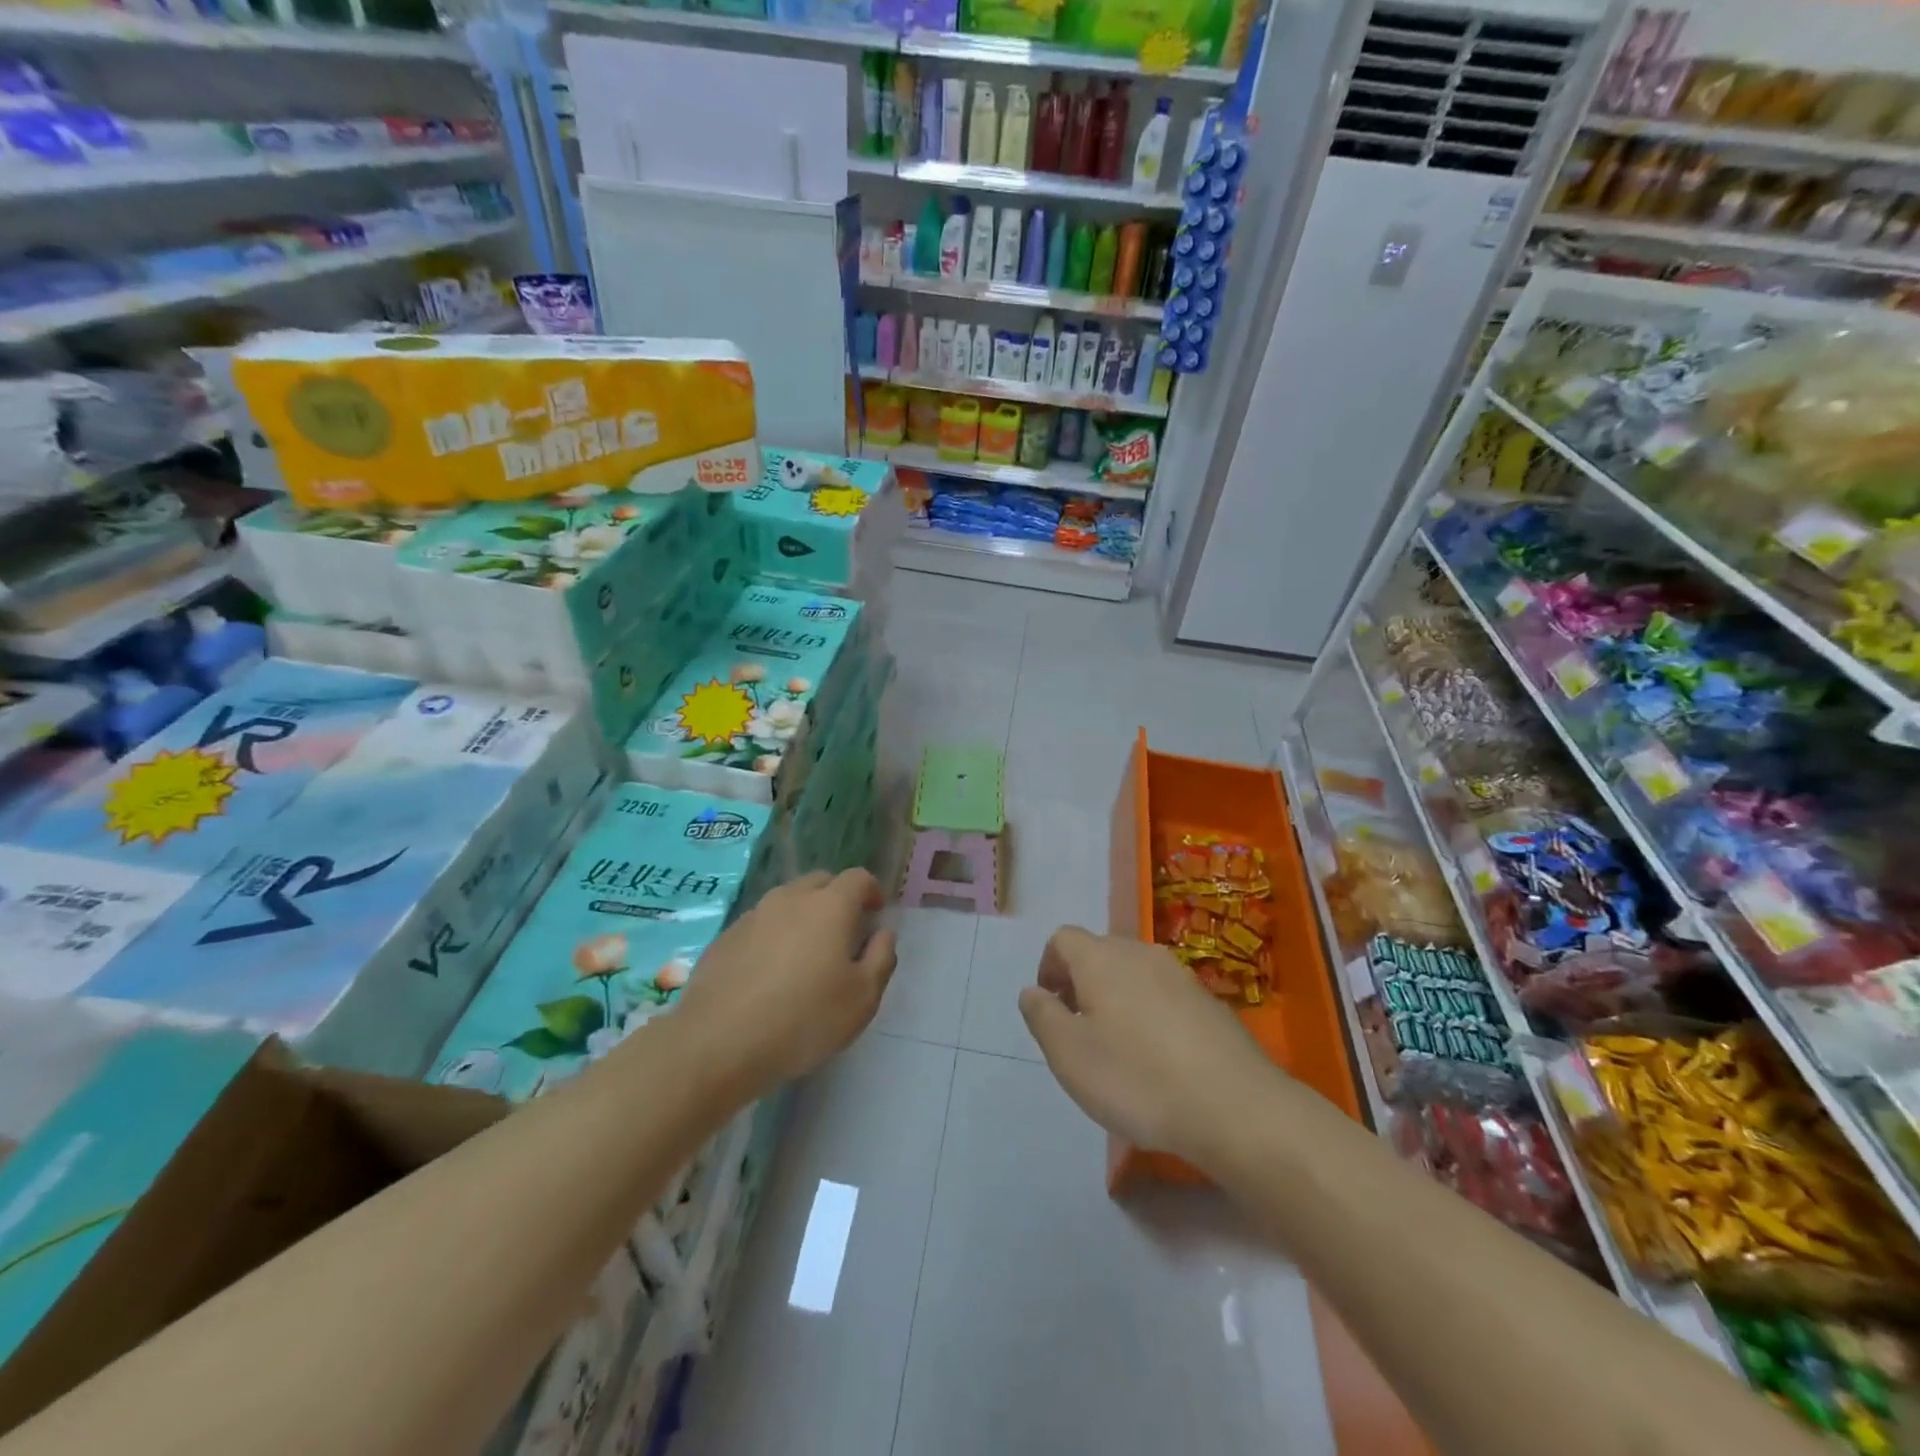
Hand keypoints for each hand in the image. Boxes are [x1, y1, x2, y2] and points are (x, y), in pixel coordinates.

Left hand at [675, 869, 896, 1093]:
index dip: (872, 891)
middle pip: (821, 881)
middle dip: (837, 898)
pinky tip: (770, 971)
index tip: (875, 914)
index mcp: (830, 906)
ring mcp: (753, 915)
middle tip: (844, 933)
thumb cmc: (803, 1020)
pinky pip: (760, 923)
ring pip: (787, 900)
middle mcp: (791, 898)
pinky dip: (774, 934)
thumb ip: (881, 958)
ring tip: (806, 953)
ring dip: (803, 915)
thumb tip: (883, 932)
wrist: (717, 1043)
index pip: (858, 878)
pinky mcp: (726, 936)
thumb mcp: (862, 999)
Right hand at [1018, 926, 1284, 1167]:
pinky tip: (1160, 1061)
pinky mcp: (1210, 1002)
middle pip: (1099, 952)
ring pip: (1134, 973)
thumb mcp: (1070, 1056)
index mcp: (1101, 958)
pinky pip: (1165, 996)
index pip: (1062, 938)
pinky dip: (1151, 1015)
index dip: (1048, 968)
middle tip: (1080, 1033)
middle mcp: (1140, 953)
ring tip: (1119, 1050)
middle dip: (1082, 983)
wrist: (1236, 1107)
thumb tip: (1033, 991)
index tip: (1052, 1010)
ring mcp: (1180, 975)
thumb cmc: (1138, 1079)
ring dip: (1117, 999)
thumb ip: (1043, 1017)